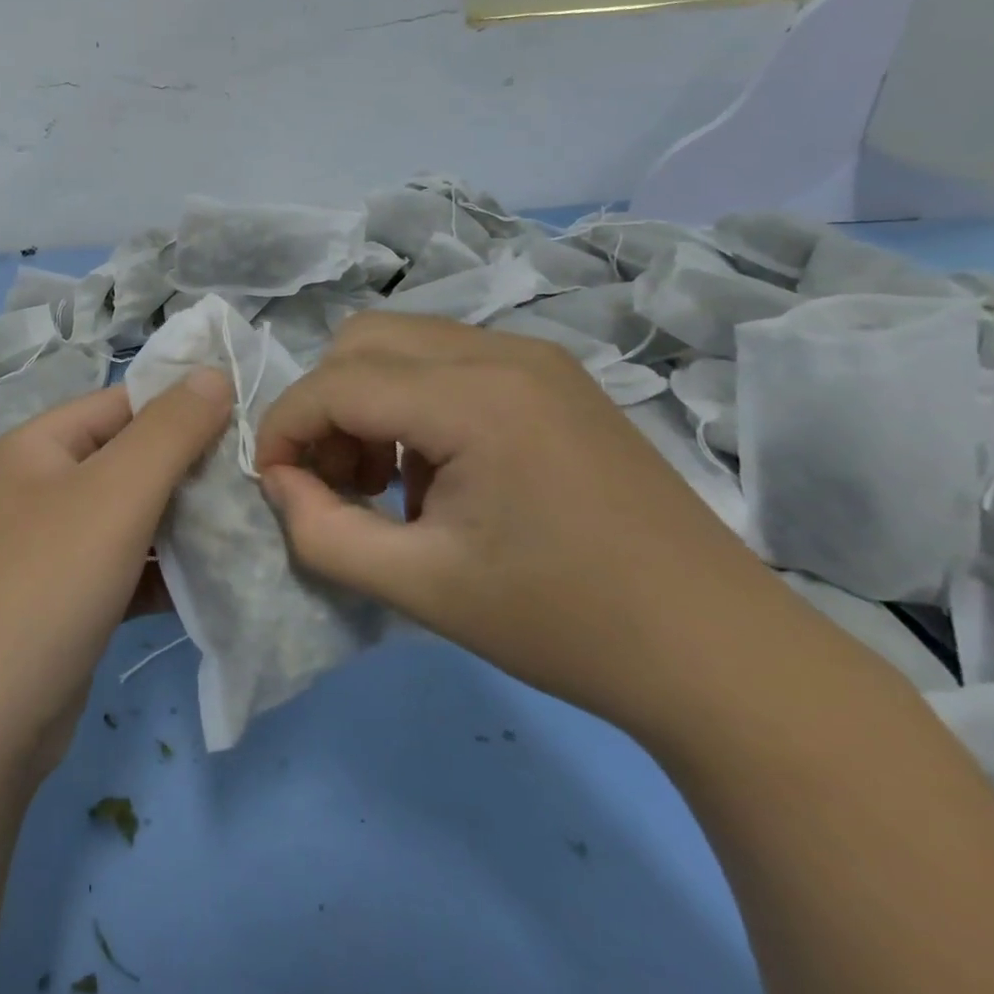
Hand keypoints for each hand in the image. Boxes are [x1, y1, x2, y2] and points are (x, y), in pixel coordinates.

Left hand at [0, 370, 232, 779]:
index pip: (124, 404)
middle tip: (257, 485)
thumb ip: (170, 430)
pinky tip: (214, 584)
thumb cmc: (48, 584)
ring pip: (132, 518)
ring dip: (184, 525)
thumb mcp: (115, 494)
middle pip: (130, 461)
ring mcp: (51, 547)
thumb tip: (212, 371)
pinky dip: (164, 573)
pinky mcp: (67, 600)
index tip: (249, 427)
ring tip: (248, 530)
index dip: (184, 409)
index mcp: (40, 445)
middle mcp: (41, 488)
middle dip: (191, 472)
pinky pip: (126, 568)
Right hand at [255, 312, 785, 737]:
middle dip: (324, 405)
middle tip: (333, 478)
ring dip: (366, 400)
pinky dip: (411, 402)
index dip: (284, 428)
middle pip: (361, 341)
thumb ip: (322, 533)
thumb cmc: (565, 624)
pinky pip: (447, 362)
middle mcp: (502, 352)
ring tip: (383, 480)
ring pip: (402, 343)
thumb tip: (279, 483)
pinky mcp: (553, 377)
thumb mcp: (420, 588)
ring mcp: (535, 358)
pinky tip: (436, 470)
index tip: (273, 483)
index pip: (335, 383)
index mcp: (474, 398)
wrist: (720, 653)